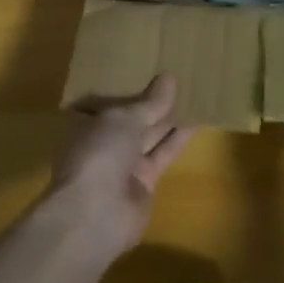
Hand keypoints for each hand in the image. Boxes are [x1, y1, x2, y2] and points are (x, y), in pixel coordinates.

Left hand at [47, 74, 196, 256]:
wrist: (95, 214)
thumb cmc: (99, 153)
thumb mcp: (124, 119)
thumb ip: (150, 102)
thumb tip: (169, 78)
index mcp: (87, 123)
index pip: (109, 101)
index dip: (127, 85)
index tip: (148, 68)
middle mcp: (104, 143)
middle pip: (132, 118)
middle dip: (152, 101)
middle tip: (179, 77)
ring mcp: (123, 165)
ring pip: (150, 136)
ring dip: (170, 119)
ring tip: (193, 93)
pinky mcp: (144, 183)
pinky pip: (163, 155)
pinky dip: (178, 140)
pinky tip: (196, 121)